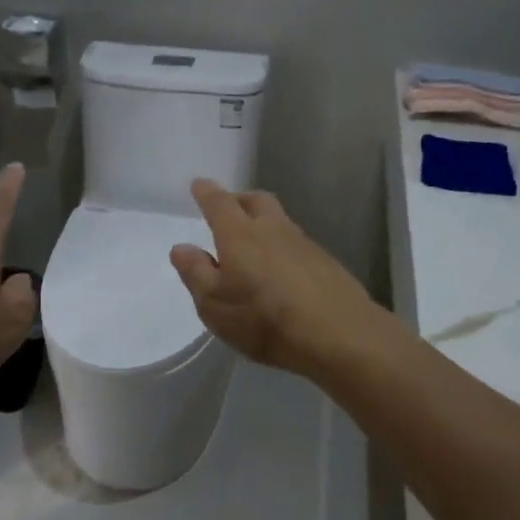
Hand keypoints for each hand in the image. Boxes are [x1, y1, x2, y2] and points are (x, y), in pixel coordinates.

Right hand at [169, 178, 381, 378]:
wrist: (338, 334)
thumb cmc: (264, 320)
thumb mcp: (215, 305)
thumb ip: (196, 273)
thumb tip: (181, 247)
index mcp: (240, 235)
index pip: (220, 203)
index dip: (207, 193)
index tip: (199, 185)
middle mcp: (273, 229)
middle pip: (255, 201)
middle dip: (239, 200)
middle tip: (227, 209)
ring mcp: (304, 244)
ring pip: (279, 221)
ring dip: (264, 223)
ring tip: (253, 243)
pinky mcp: (326, 262)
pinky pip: (297, 243)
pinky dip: (282, 247)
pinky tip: (281, 270)